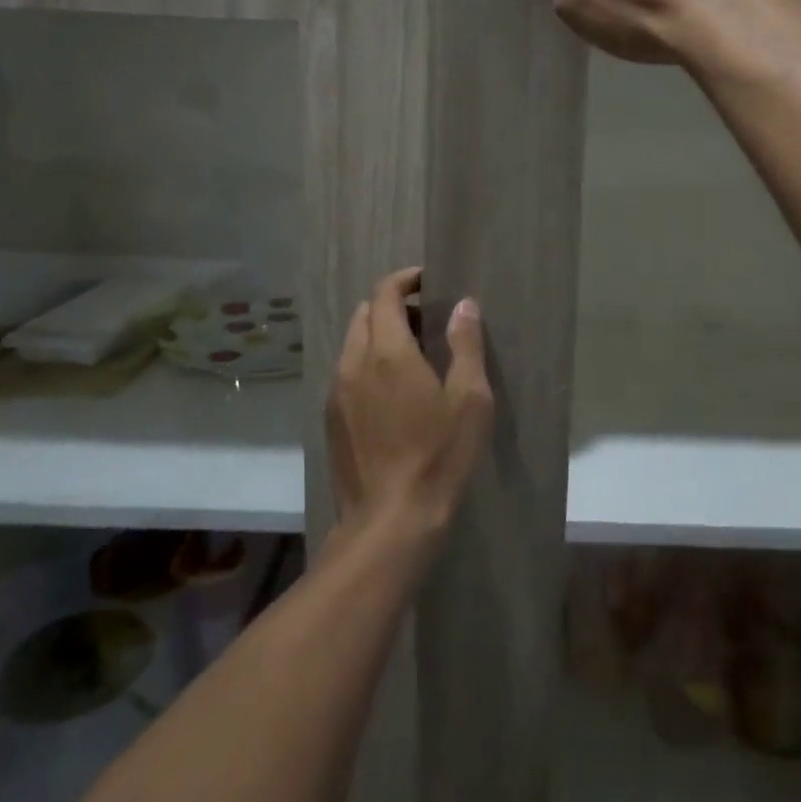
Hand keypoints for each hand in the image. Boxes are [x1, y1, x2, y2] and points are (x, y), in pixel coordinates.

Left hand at [327, 268, 493, 545]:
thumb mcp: (469, 399)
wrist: (389, 521)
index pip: (384, 294)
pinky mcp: (331, 418)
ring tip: (412, 358)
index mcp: (388, 352)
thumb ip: (465, 344)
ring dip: (378, 335)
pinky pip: (346, 371)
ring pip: (353, 343)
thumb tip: (463, 304)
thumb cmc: (438, 456)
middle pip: (365, 314)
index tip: (427, 282)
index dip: (404, 280)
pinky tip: (391, 393)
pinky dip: (367, 363)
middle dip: (392, 306)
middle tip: (427, 322)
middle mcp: (353, 363)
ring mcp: (336, 392)